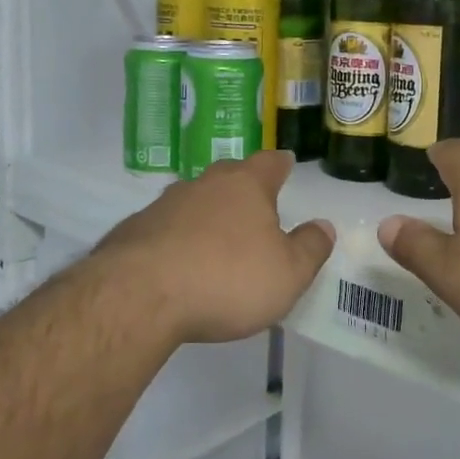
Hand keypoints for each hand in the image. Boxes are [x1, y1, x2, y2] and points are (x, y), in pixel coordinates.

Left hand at [94, 150, 335, 346]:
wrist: (139, 296)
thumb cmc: (227, 279)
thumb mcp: (288, 274)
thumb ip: (310, 248)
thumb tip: (324, 226)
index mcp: (246, 186)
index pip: (269, 162)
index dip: (280, 164)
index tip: (285, 164)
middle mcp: (205, 185)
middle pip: (229, 175)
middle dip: (243, 186)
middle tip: (255, 205)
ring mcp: (165, 205)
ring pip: (194, 199)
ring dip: (208, 213)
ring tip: (217, 238)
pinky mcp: (135, 230)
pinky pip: (165, 227)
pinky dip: (177, 238)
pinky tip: (179, 263)